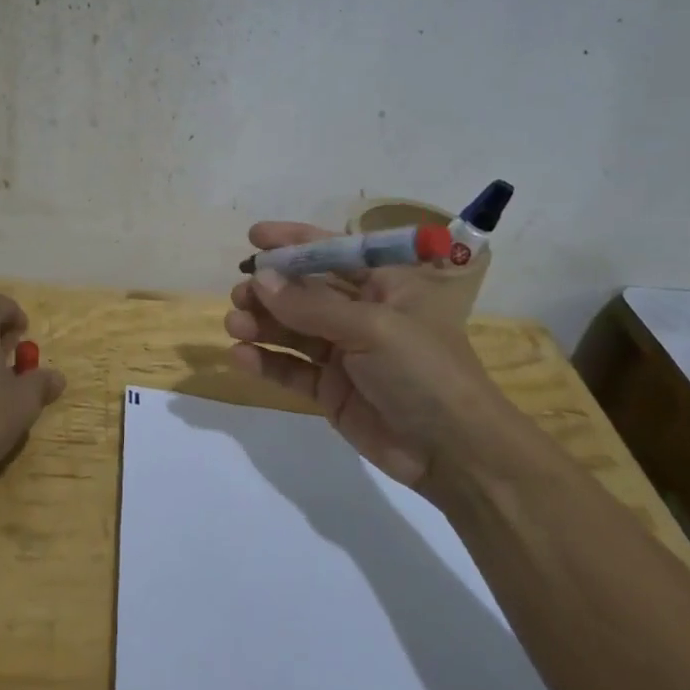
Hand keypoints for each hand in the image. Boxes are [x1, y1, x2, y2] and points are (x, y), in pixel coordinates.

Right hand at [224, 222, 513, 492]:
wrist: (454, 452)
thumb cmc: (423, 372)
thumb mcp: (372, 328)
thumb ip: (312, 305)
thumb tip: (261, 279)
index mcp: (386, 286)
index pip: (335, 252)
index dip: (295, 242)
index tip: (255, 237)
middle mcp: (363, 314)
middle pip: (307, 292)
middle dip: (271, 289)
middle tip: (239, 294)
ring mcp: (346, 354)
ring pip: (294, 330)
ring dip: (263, 324)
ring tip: (234, 324)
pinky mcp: (332, 391)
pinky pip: (293, 369)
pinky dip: (268, 361)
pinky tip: (241, 356)